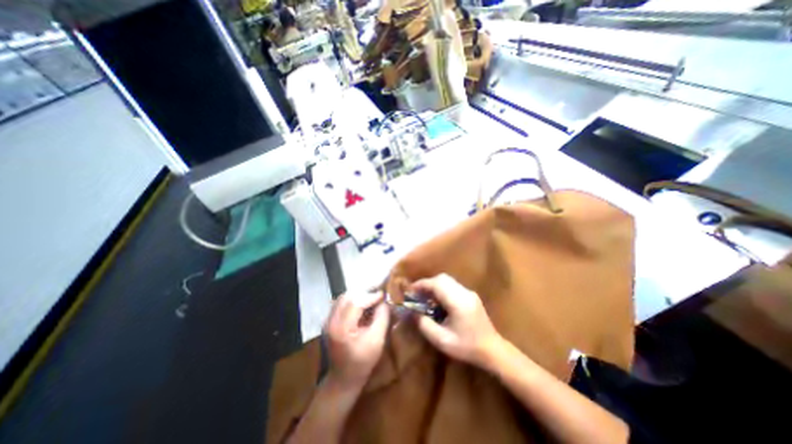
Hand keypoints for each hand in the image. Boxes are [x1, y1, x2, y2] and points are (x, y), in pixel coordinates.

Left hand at [325, 293, 389, 389]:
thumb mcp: (377, 340)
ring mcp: (327, 320)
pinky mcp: (328, 321)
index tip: (383, 294)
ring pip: (343, 298)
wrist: (342, 380)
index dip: (371, 296)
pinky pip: (341, 303)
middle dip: (364, 293)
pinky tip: (362, 305)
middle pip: (347, 296)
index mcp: (341, 328)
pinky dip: (353, 300)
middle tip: (378, 294)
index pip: (356, 302)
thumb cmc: (362, 363)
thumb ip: (382, 317)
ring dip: (358, 295)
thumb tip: (384, 301)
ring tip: (371, 298)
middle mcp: (330, 321)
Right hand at [412, 274, 503, 368]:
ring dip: (434, 286)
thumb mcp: (442, 341)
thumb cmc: (467, 347)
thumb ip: (425, 325)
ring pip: (447, 280)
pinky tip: (438, 302)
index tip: (410, 290)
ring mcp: (469, 293)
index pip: (437, 284)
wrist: (493, 350)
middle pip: (442, 278)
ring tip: (426, 298)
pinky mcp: (471, 295)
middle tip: (417, 294)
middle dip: (427, 283)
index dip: (422, 284)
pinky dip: (442, 289)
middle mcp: (464, 293)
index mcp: (458, 302)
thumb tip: (413, 313)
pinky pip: (452, 286)